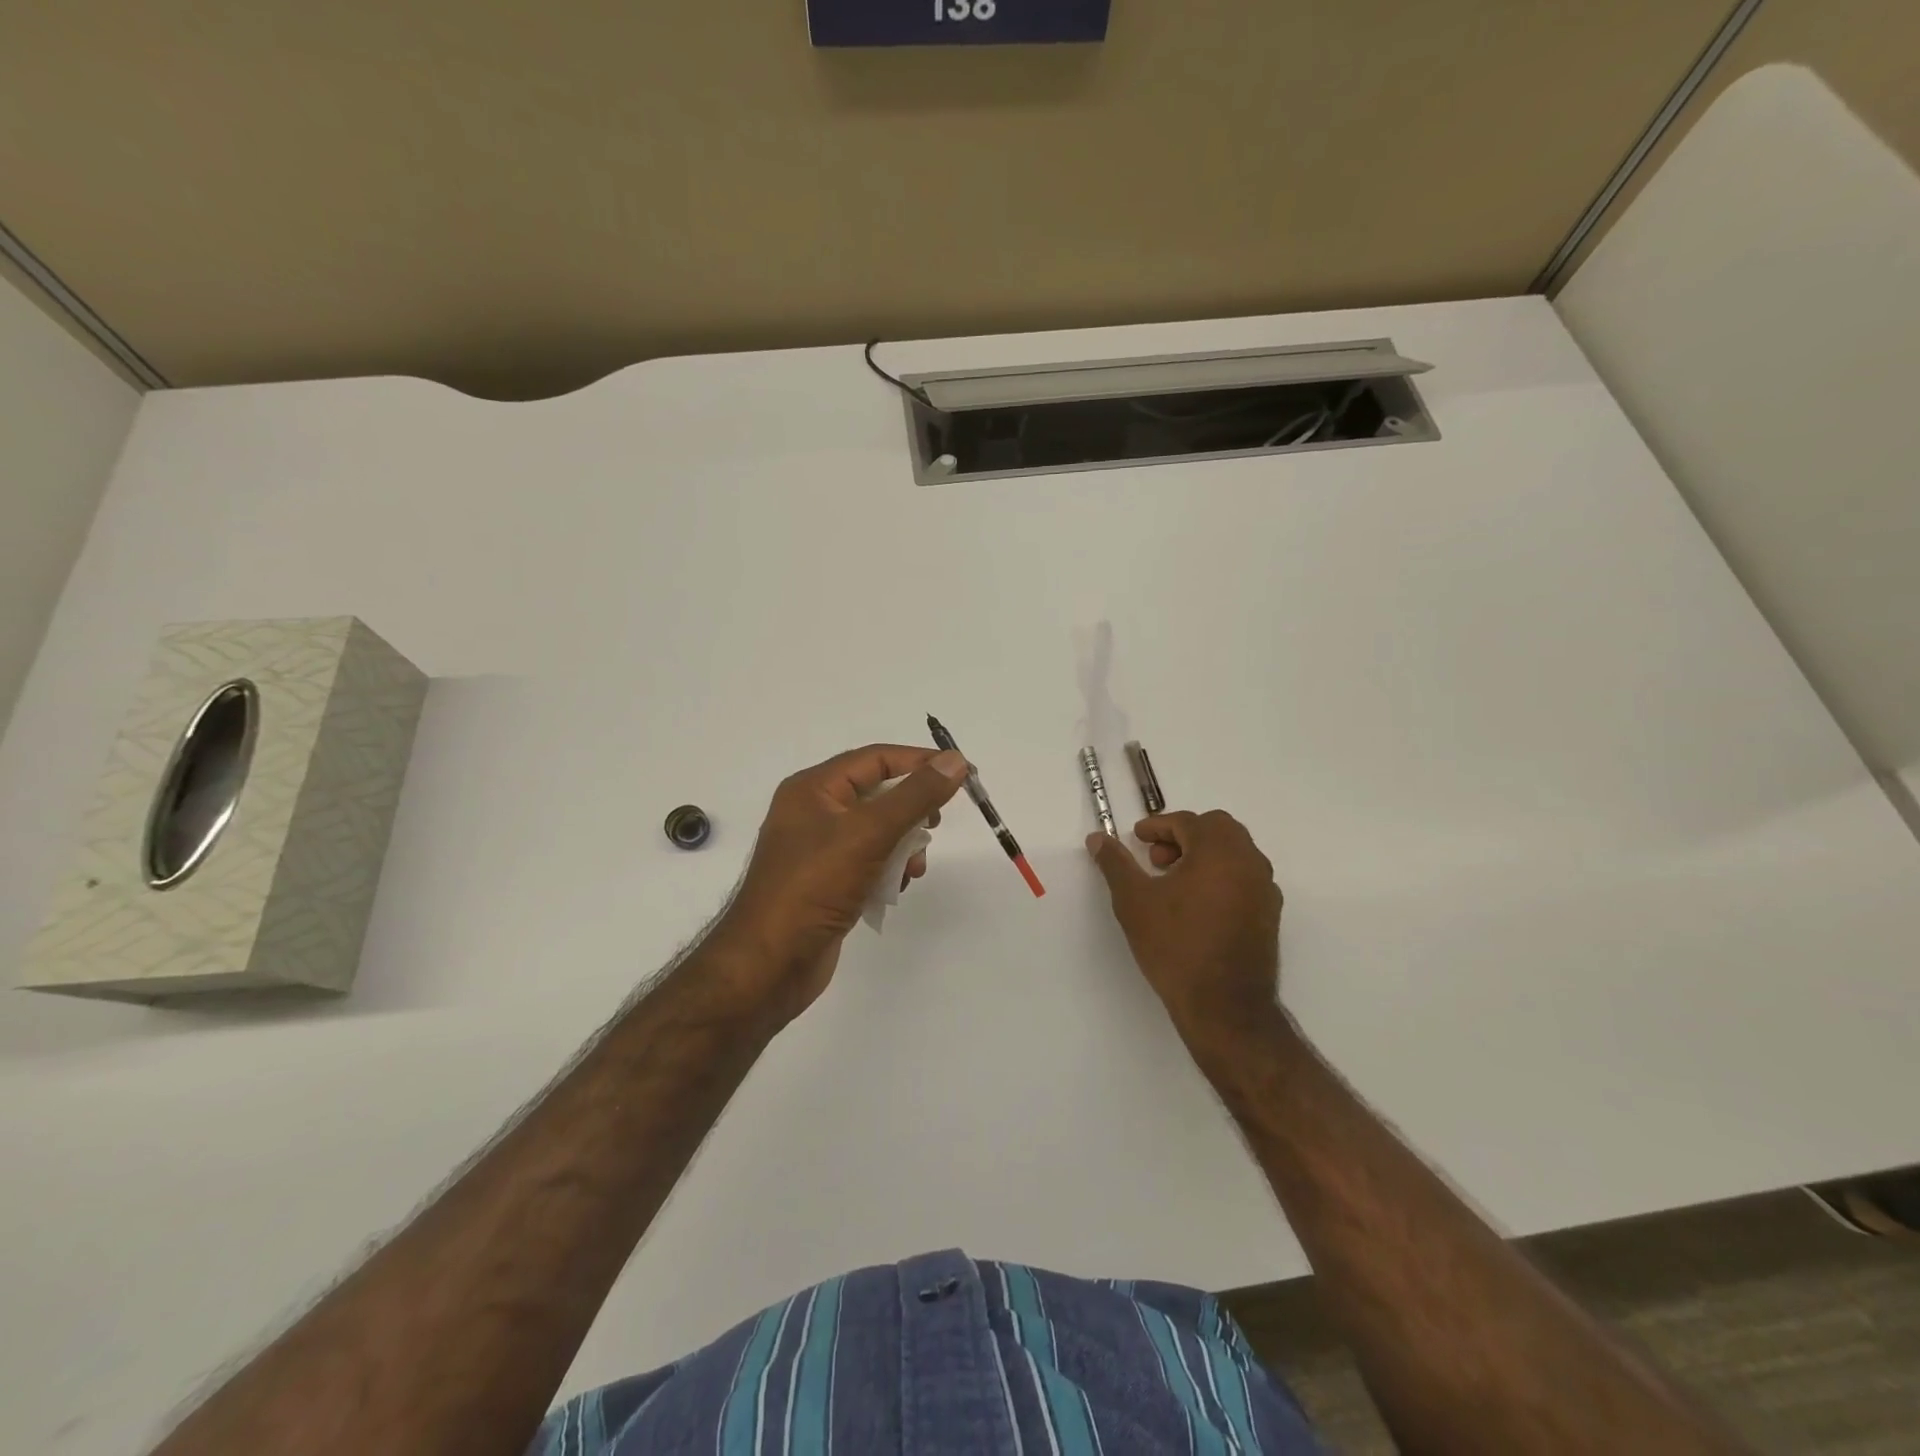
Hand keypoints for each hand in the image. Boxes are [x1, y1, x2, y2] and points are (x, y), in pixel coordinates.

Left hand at [713, 744, 968, 1023]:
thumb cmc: (814, 887)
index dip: (920, 762)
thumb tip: (955, 760)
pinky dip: (888, 869)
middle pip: (878, 794)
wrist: (769, 965)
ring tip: (913, 869)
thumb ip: (915, 795)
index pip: (876, 758)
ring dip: (903, 846)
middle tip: (935, 825)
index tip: (961, 773)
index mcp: (813, 789)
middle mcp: (814, 812)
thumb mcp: (869, 833)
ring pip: (878, 830)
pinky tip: (895, 888)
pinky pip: (869, 861)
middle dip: (911, 811)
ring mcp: (819, 849)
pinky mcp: (827, 881)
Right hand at [1086, 811, 1284, 1046]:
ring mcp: (1265, 889)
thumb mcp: (1134, 901)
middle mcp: (1249, 861)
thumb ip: (1115, 864)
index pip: (1187, 822)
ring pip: (1234, 853)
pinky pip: (1244, 878)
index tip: (1137, 838)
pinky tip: (1196, 905)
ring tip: (1173, 882)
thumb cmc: (1176, 945)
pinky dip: (1220, 876)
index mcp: (1219, 850)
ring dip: (1203, 855)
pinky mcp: (1269, 915)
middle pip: (1218, 830)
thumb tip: (1098, 838)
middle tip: (1156, 858)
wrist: (1224, 1006)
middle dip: (1184, 836)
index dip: (1157, 826)